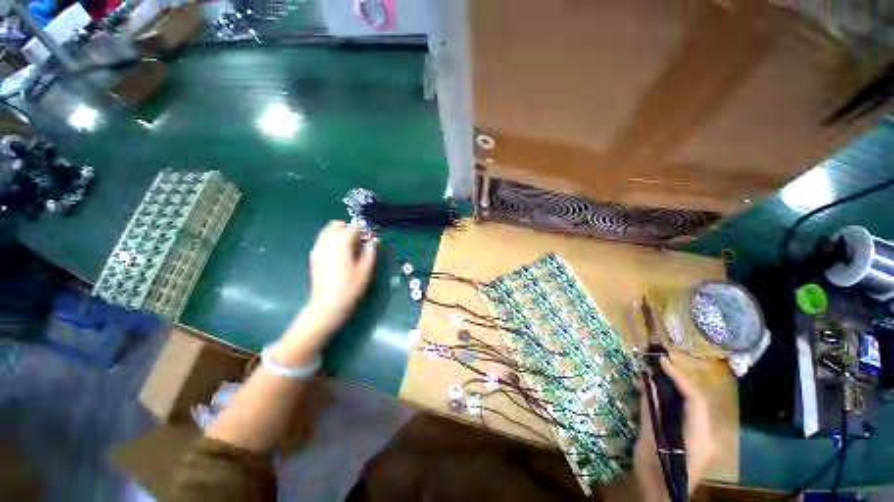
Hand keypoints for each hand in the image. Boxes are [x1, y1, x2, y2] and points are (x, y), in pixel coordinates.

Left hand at [306, 220, 376, 328]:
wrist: (327, 305)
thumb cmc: (350, 288)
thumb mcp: (366, 270)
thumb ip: (370, 252)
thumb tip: (374, 240)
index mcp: (341, 244)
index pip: (353, 228)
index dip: (364, 230)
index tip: (371, 238)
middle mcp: (327, 242)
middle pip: (336, 225)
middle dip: (349, 228)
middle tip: (360, 240)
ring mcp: (318, 249)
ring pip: (327, 231)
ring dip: (339, 233)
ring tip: (350, 246)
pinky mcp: (314, 257)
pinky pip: (322, 240)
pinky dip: (331, 240)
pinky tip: (339, 253)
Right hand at [633, 357, 713, 499]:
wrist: (661, 498)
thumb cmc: (654, 472)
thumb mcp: (649, 441)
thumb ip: (650, 411)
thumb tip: (648, 383)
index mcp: (699, 437)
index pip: (694, 400)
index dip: (678, 377)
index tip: (660, 361)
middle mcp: (706, 435)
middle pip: (694, 400)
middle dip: (674, 380)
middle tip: (652, 366)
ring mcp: (701, 437)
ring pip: (689, 405)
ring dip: (670, 390)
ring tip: (647, 379)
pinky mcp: (693, 439)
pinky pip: (683, 413)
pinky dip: (669, 400)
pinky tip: (652, 396)